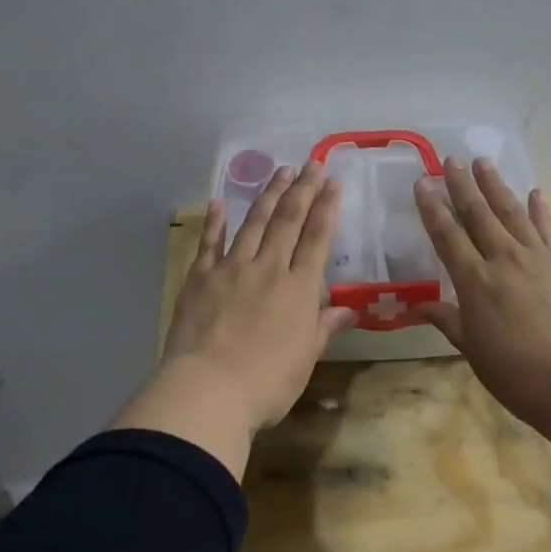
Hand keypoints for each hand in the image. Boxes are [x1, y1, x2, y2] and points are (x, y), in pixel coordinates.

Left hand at [114, 161, 356, 476]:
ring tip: (280, 171)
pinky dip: (216, 221)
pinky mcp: (200, 277)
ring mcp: (232, 268)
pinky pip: (210, 242)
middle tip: (311, 163)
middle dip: (302, 189)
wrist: (209, 388)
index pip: (317, 239)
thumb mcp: (306, 357)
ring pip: (254, 223)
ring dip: (268, 195)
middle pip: (288, 221)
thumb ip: (325, 327)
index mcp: (299, 288)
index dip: (327, 208)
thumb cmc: (268, 381)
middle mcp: (269, 268)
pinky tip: (220, 202)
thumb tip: (350, 309)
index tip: (333, 183)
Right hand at [412, 156, 550, 433]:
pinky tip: (535, 192)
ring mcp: (537, 258)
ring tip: (484, 162)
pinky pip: (547, 229)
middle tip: (451, 159)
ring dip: (496, 186)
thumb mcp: (472, 350)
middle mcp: (503, 259)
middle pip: (479, 214)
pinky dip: (539, 209)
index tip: (421, 183)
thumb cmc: (516, 374)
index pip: (447, 235)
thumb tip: (419, 304)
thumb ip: (448, 320)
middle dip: (462, 185)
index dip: (432, 208)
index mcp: (474, 281)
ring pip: (511, 212)